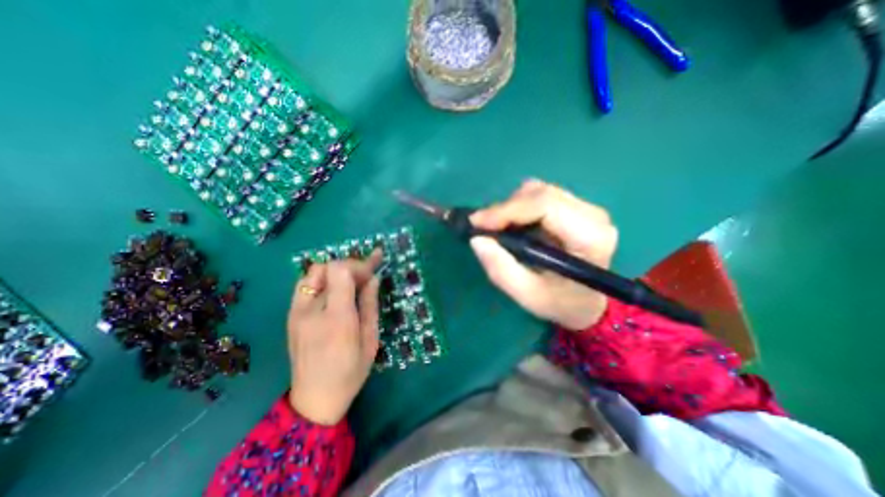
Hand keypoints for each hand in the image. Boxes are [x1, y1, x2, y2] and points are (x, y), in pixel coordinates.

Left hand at [288, 251, 382, 424]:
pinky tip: (335, 291)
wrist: (314, 400)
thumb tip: (373, 279)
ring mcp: (296, 313)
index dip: (358, 265)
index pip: (339, 271)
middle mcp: (311, 311)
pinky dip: (322, 280)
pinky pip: (305, 285)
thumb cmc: (350, 372)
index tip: (372, 273)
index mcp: (336, 318)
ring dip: (334, 271)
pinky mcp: (290, 316)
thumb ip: (370, 305)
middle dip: (349, 266)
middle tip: (365, 276)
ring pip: (312, 273)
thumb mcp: (370, 339)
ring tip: (351, 281)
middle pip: (325, 267)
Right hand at [465, 181, 616, 330]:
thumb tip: (477, 240)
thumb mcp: (528, 295)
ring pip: (538, 191)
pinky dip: (519, 207)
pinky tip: (514, 226)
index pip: (545, 205)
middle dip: (505, 208)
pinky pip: (540, 196)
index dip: (508, 209)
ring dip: (511, 207)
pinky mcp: (575, 207)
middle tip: (483, 227)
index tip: (477, 222)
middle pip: (540, 193)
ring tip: (499, 229)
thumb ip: (501, 270)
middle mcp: (593, 216)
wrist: (585, 302)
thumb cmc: (560, 302)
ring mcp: (586, 208)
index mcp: (589, 238)